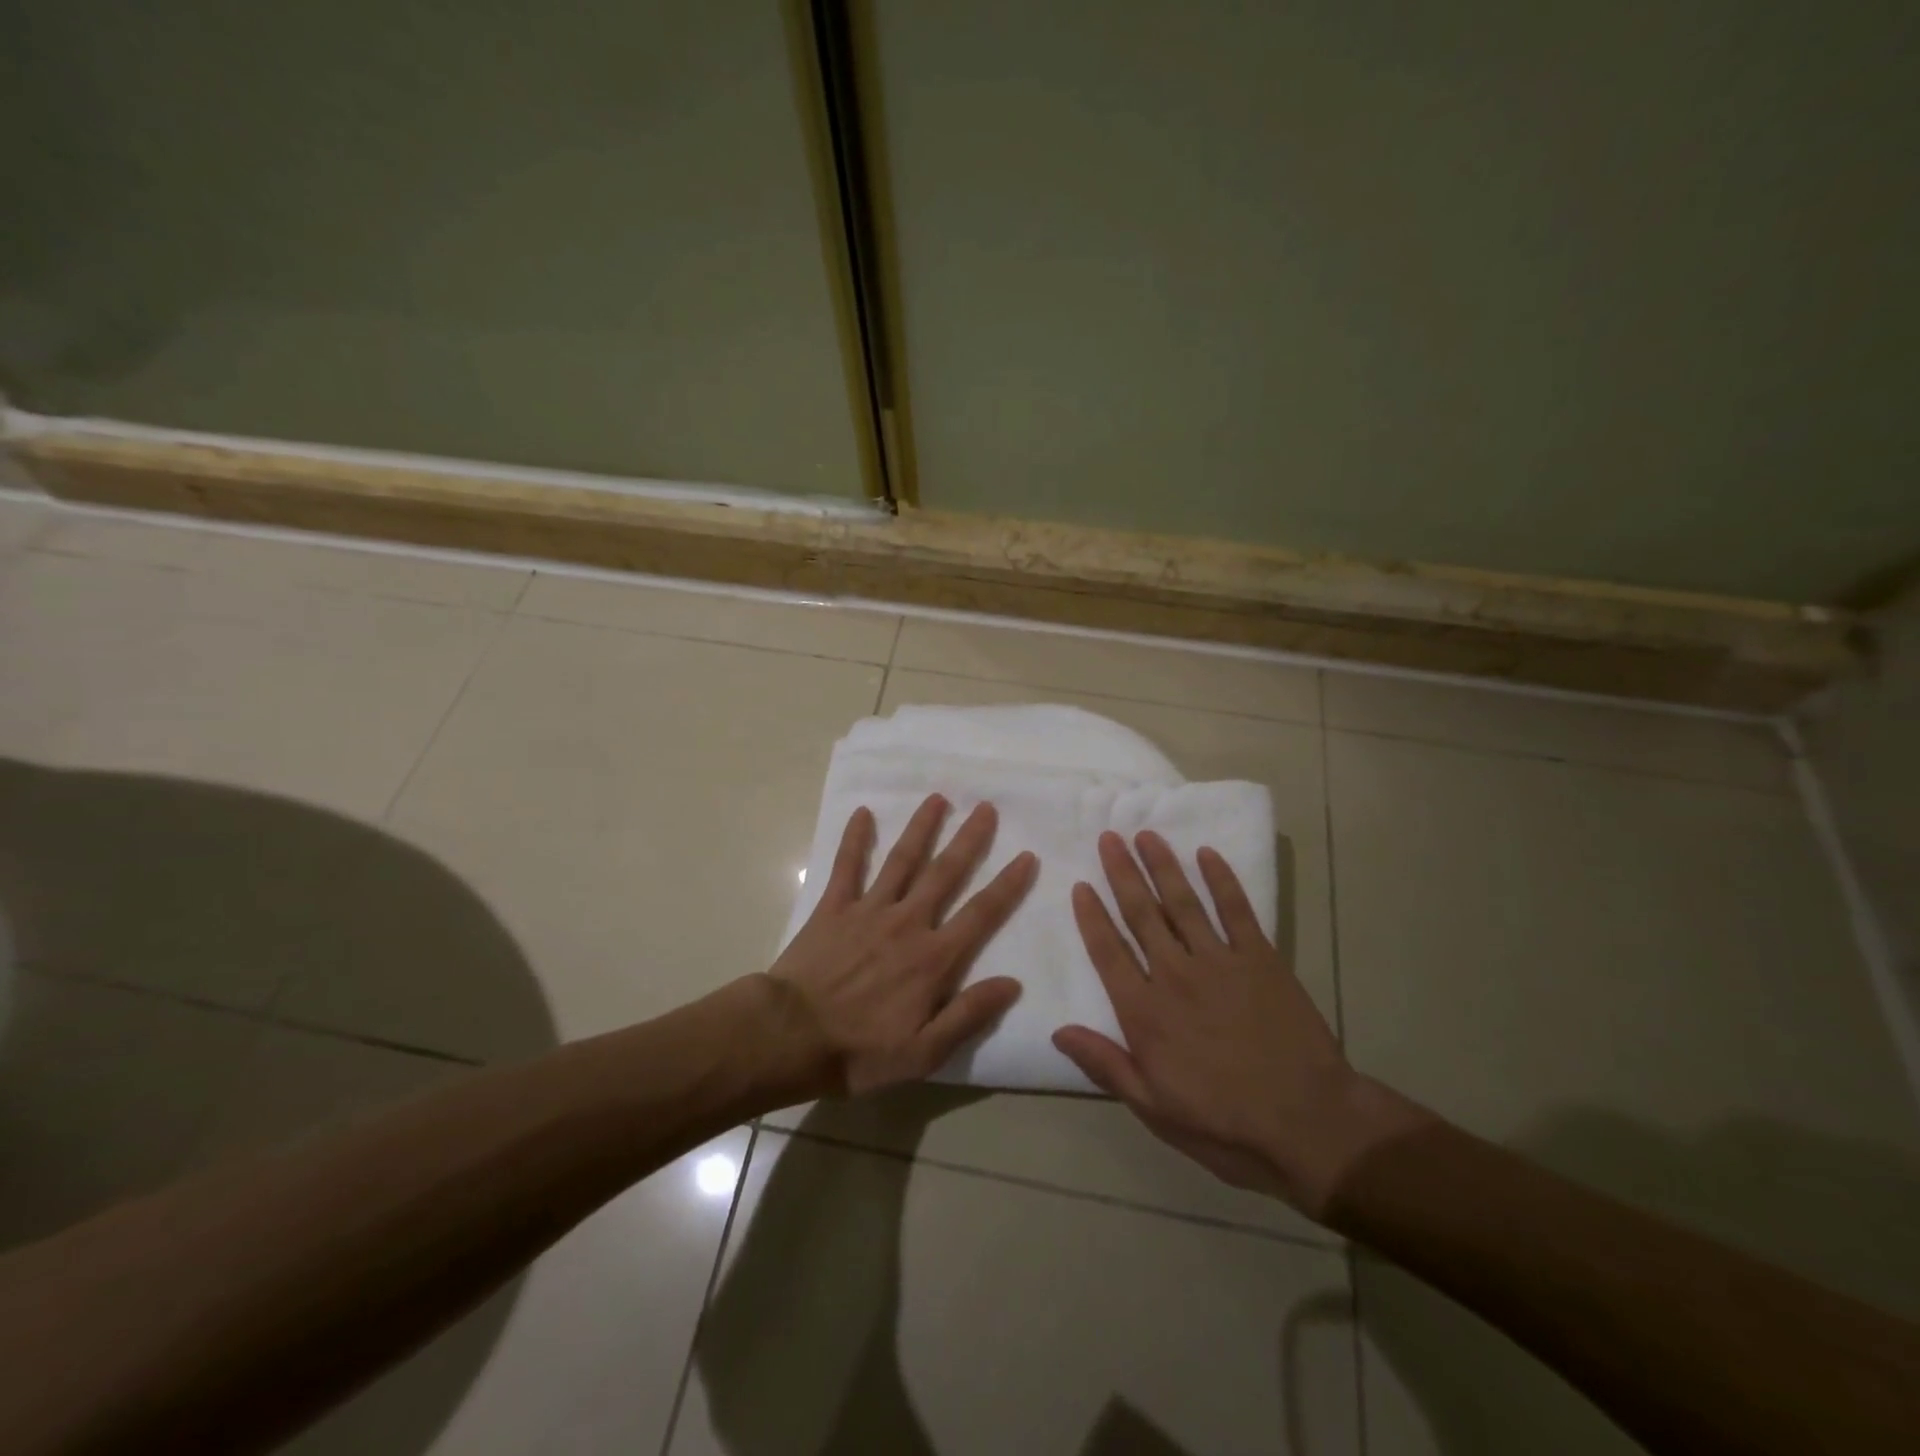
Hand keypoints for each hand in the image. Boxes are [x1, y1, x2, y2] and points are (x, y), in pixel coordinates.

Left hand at [767, 794, 1035, 1095]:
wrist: (789, 1037)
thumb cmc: (860, 1051)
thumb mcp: (924, 1053)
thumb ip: (969, 1015)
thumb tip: (1012, 983)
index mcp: (933, 958)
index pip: (981, 914)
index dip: (1007, 885)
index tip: (1026, 855)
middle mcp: (906, 923)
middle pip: (944, 874)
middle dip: (968, 840)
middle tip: (986, 807)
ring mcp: (868, 910)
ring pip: (901, 860)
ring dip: (921, 828)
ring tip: (938, 798)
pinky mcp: (833, 907)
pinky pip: (847, 866)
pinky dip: (855, 839)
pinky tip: (863, 812)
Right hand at [1053, 831, 1424, 1218]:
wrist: (1309, 1124)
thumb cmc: (1224, 1124)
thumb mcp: (1153, 1108)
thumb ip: (1105, 1064)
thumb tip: (1058, 1030)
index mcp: (1145, 1013)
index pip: (1108, 952)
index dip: (1092, 916)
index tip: (1081, 885)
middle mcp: (1175, 975)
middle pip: (1141, 915)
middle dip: (1122, 873)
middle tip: (1109, 838)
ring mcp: (1219, 962)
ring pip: (1183, 903)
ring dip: (1163, 866)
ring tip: (1146, 835)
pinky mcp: (1261, 959)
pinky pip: (1237, 910)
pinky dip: (1222, 880)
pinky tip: (1207, 854)